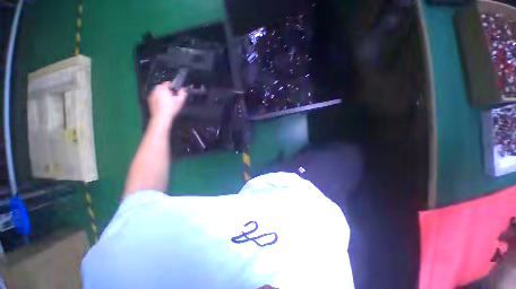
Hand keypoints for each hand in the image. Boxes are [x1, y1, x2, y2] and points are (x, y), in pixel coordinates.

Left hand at [148, 82, 186, 128]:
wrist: (161, 117)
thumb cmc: (171, 108)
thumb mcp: (180, 101)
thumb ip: (182, 93)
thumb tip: (183, 89)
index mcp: (163, 88)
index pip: (167, 83)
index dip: (172, 86)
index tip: (176, 91)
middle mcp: (156, 90)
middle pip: (162, 87)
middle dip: (167, 90)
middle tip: (173, 97)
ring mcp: (151, 95)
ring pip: (158, 92)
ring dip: (162, 94)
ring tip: (168, 101)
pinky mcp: (149, 100)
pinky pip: (155, 96)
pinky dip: (159, 98)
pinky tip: (163, 104)